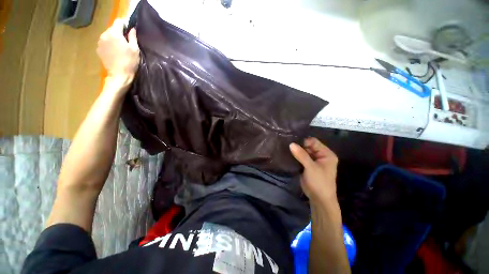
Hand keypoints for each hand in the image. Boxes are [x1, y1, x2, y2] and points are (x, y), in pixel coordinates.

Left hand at [97, 19, 139, 83]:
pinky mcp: (98, 49)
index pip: (119, 22)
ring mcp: (100, 42)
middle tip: (126, 41)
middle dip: (119, 32)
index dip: (125, 24)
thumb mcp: (135, 49)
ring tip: (120, 48)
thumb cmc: (129, 62)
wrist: (119, 75)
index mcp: (114, 33)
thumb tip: (132, 29)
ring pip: (108, 35)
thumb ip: (132, 37)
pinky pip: (105, 42)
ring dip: (114, 38)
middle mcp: (105, 35)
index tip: (130, 31)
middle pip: (112, 28)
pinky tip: (115, 52)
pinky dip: (110, 44)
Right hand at [290, 137, 338, 204]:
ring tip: (285, 147)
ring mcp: (313, 161)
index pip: (314, 142)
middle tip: (287, 143)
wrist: (319, 199)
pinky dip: (295, 156)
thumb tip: (291, 144)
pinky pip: (301, 158)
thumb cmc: (319, 182)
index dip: (303, 141)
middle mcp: (321, 155)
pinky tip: (287, 154)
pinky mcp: (307, 165)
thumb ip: (301, 155)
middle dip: (299, 145)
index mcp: (326, 154)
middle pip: (308, 146)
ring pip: (303, 152)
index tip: (292, 140)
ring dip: (296, 151)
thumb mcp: (311, 167)